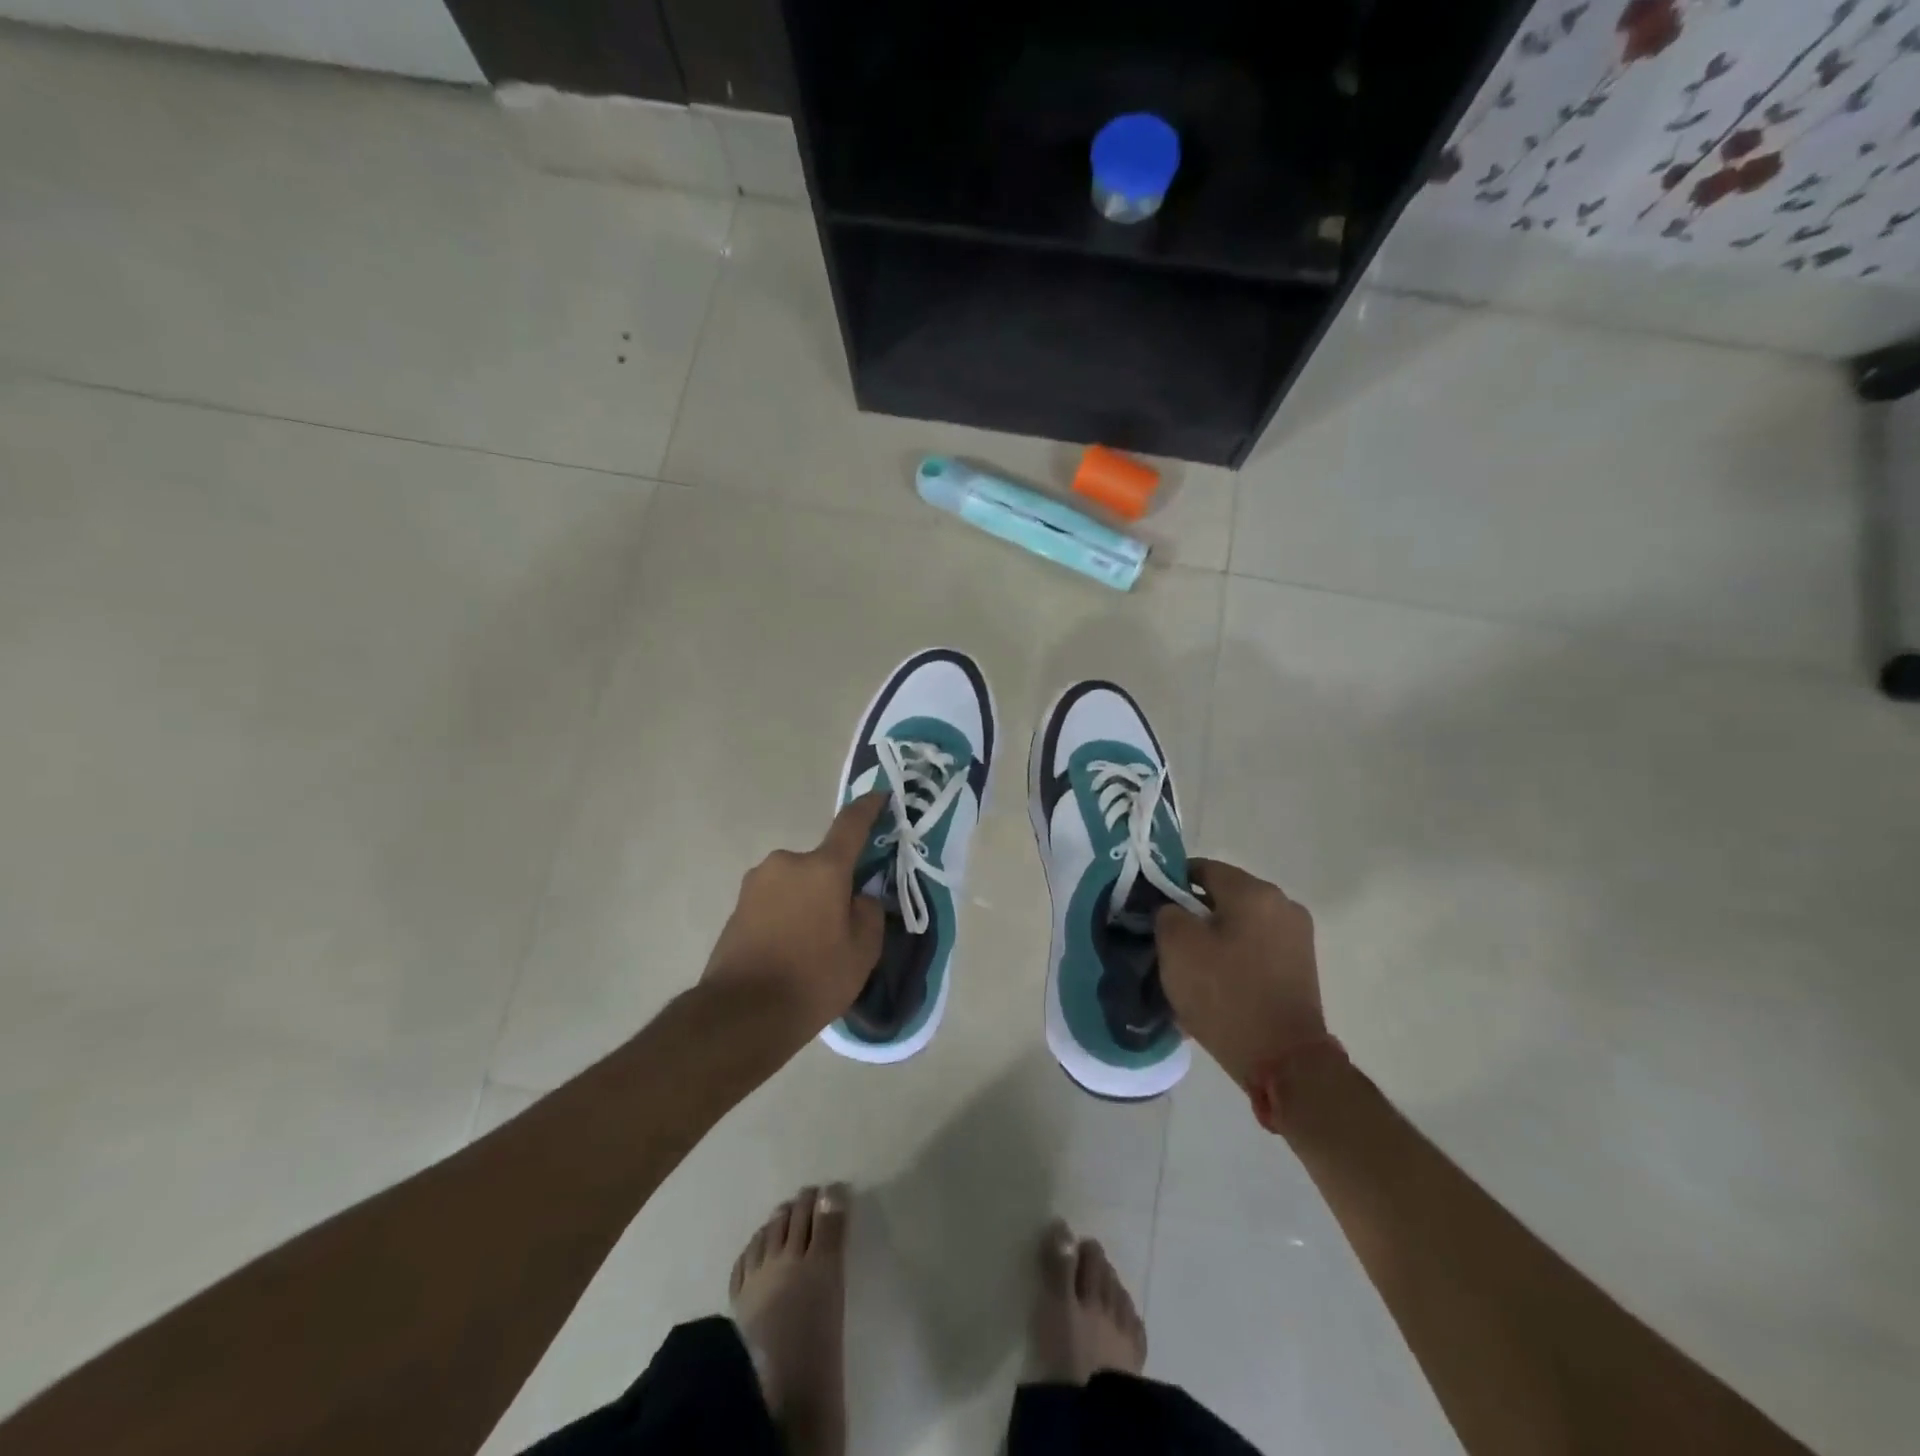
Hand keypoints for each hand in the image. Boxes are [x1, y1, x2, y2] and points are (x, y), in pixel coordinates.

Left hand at [700, 794, 887, 1035]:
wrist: (741, 1015)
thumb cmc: (813, 978)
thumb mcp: (862, 951)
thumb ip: (869, 912)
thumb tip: (859, 898)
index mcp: (822, 868)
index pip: (851, 825)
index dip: (869, 808)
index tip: (881, 797)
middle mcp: (786, 863)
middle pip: (822, 864)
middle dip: (835, 884)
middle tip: (843, 923)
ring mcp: (756, 884)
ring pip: (797, 884)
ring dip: (808, 902)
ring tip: (812, 947)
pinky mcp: (737, 907)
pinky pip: (775, 902)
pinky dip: (786, 917)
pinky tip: (789, 953)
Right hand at [1156, 859, 1326, 1091]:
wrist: (1284, 1061)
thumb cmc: (1225, 994)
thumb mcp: (1177, 946)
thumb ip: (1166, 912)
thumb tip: (1172, 908)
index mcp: (1253, 891)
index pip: (1201, 868)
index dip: (1169, 882)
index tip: (1150, 907)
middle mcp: (1282, 905)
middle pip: (1223, 896)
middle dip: (1192, 913)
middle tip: (1165, 939)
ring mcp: (1296, 937)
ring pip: (1239, 924)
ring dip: (1213, 937)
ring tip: (1188, 965)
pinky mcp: (1300, 967)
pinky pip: (1255, 948)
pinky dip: (1233, 956)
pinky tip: (1214, 982)